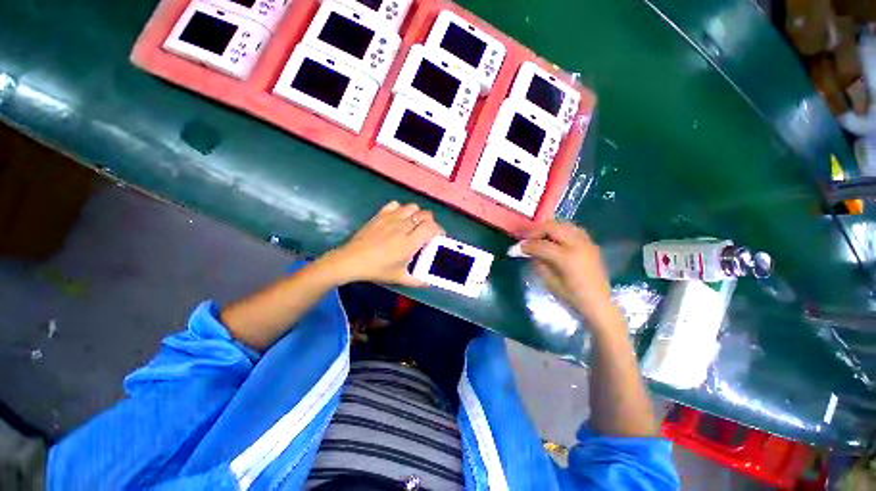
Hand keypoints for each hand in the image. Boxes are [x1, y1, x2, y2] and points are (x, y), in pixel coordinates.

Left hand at [324, 201, 442, 285]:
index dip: (439, 230)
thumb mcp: (399, 278)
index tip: (438, 237)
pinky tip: (398, 219)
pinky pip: (396, 204)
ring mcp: (391, 218)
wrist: (352, 260)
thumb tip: (428, 283)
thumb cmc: (377, 269)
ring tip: (413, 224)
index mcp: (410, 242)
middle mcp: (403, 227)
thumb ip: (416, 281)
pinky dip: (401, 209)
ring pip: (413, 207)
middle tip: (427, 232)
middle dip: (430, 222)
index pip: (432, 227)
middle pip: (425, 214)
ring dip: (417, 214)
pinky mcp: (381, 214)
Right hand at [521, 221, 621, 331]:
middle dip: (536, 231)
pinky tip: (554, 238)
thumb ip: (538, 262)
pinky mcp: (591, 243)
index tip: (516, 248)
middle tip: (526, 238)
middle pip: (552, 227)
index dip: (526, 245)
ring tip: (539, 236)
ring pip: (564, 224)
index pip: (540, 245)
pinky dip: (561, 230)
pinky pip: (573, 229)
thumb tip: (529, 250)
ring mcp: (586, 242)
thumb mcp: (549, 281)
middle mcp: (577, 244)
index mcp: (566, 257)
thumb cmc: (571, 296)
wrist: (598, 303)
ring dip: (548, 228)